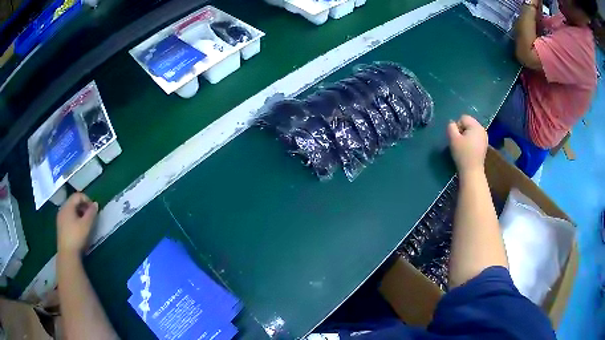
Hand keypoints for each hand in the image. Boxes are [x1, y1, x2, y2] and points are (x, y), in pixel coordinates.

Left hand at [57, 193, 98, 254]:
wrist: (67, 253)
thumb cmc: (77, 237)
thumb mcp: (86, 225)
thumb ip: (91, 213)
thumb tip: (95, 204)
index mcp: (68, 206)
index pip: (78, 195)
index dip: (87, 199)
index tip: (93, 209)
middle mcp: (62, 209)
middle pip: (73, 202)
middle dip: (83, 206)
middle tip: (90, 215)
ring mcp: (60, 218)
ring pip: (70, 209)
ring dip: (79, 212)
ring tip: (85, 222)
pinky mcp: (60, 226)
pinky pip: (68, 216)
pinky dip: (74, 218)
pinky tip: (78, 227)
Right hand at [447, 115, 487, 174]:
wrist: (472, 171)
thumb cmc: (462, 154)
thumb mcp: (453, 139)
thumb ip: (451, 127)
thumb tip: (452, 123)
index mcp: (476, 126)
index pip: (463, 118)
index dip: (457, 127)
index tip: (457, 138)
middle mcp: (482, 129)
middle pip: (468, 123)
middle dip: (462, 130)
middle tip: (460, 142)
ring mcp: (485, 137)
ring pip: (472, 130)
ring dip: (466, 136)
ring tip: (464, 146)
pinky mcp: (484, 144)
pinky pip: (475, 137)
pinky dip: (471, 140)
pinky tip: (470, 149)